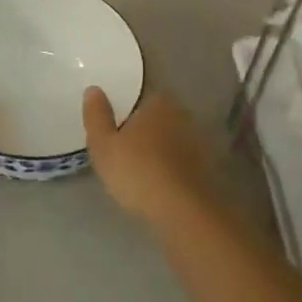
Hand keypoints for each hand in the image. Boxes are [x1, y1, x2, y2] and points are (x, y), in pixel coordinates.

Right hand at [83, 88, 218, 230]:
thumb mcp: (103, 144)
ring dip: (159, 151)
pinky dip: (171, 170)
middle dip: (144, 130)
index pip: (142, 98)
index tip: (116, 129)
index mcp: (158, 103)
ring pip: (172, 141)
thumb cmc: (138, 171)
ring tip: (140, 172)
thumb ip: (96, 115)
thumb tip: (93, 89)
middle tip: (125, 150)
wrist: (184, 211)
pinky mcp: (207, 169)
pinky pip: (182, 163)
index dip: (128, 112)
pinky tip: (159, 186)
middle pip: (158, 118)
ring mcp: (199, 143)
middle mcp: (183, 115)